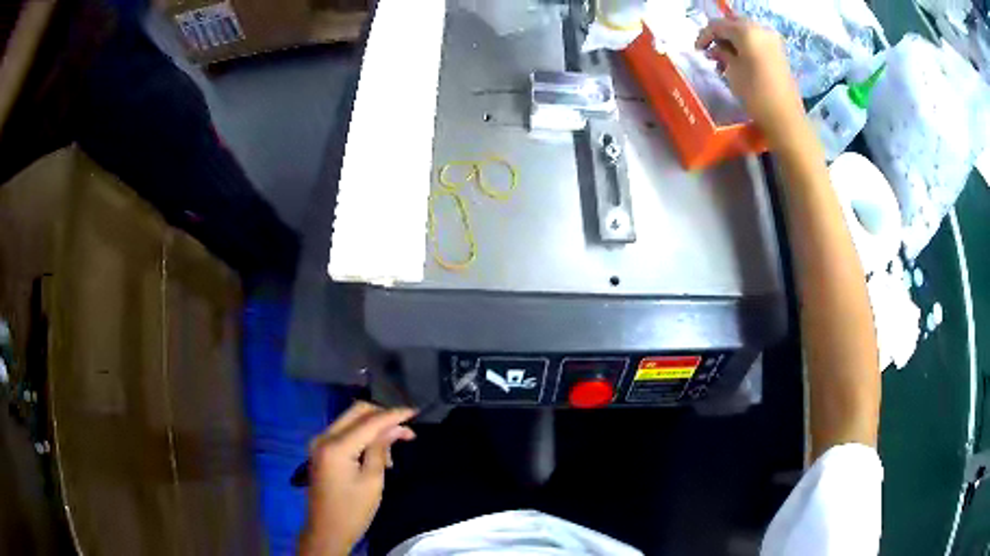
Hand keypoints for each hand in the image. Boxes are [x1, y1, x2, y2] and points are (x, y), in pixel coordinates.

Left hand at [299, 402, 416, 555]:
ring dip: (374, 427)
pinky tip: (378, 453)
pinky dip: (363, 436)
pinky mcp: (321, 450)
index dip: (393, 415)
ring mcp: (320, 442)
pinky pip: (345, 433)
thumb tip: (395, 427)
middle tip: (406, 429)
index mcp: (336, 446)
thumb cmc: (353, 511)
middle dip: (383, 416)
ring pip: (351, 420)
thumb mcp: (372, 481)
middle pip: (356, 412)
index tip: (415, 411)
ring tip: (394, 450)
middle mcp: (324, 437)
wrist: (326, 531)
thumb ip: (381, 449)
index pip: (369, 421)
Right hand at [695, 18, 805, 144]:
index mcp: (747, 31)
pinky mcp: (779, 53)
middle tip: (710, 52)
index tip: (697, 50)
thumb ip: (722, 54)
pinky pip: (756, 42)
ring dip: (732, 42)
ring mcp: (772, 41)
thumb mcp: (732, 72)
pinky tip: (738, 62)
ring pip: (745, 33)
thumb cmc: (755, 94)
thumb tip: (716, 49)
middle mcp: (761, 30)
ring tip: (724, 61)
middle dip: (720, 36)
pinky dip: (745, 47)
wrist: (785, 118)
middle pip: (733, 25)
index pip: (718, 25)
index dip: (704, 36)